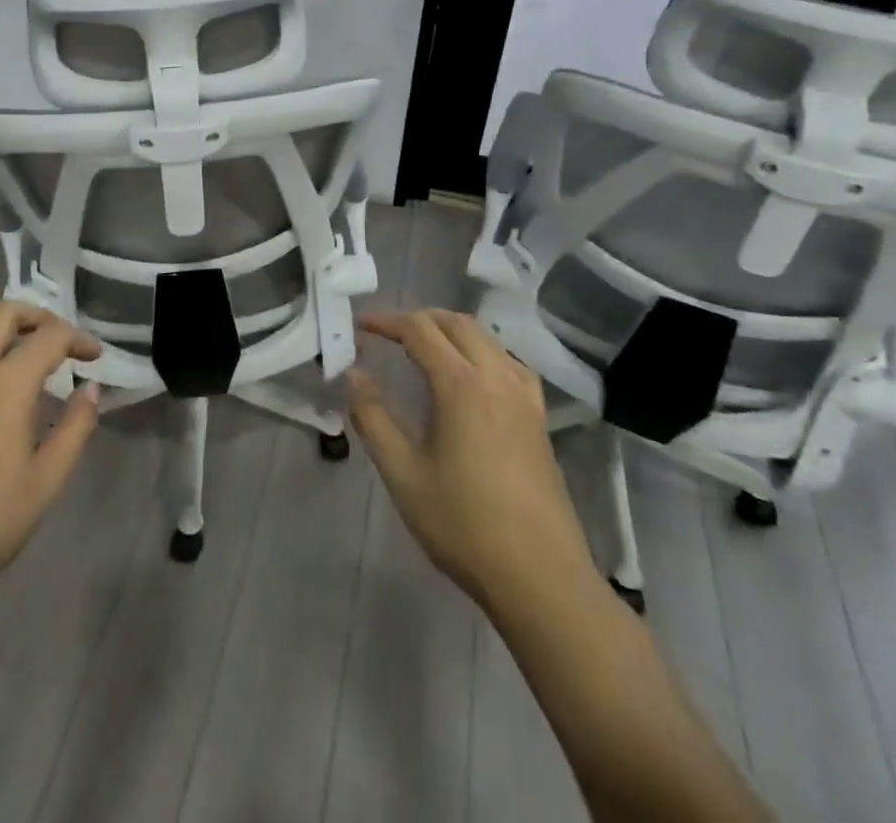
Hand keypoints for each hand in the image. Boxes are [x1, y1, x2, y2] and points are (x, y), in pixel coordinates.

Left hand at [0, 302, 101, 612]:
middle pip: (5, 314)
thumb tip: (91, 389)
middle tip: (56, 339)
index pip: (50, 337)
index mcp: (7, 385)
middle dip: (38, 316)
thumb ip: (74, 430)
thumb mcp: (44, 484)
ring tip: (10, 341)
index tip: (94, 355)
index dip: (78, 338)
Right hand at [347, 309, 600, 612]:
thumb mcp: (403, 474)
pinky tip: (471, 375)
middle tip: (387, 333)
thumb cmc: (464, 524)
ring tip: (423, 346)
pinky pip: (509, 362)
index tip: (360, 327)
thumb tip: (354, 374)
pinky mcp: (539, 418)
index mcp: (461, 384)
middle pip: (455, 323)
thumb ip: (372, 418)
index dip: (386, 321)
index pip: (419, 330)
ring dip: (450, 330)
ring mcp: (524, 396)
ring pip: (486, 338)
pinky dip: (482, 351)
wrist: (540, 577)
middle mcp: (496, 377)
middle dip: (418, 318)